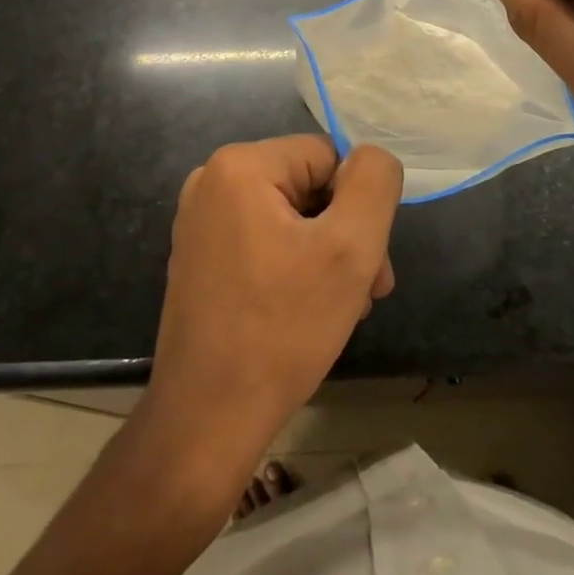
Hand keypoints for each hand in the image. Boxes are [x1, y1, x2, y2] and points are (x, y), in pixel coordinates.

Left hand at [146, 136, 402, 473]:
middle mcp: (211, 181)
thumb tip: (373, 157)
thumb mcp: (350, 247)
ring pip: (291, 218)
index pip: (328, 157)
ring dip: (325, 256)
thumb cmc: (282, 328)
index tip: (369, 263)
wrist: (208, 417)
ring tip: (343, 308)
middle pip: (309, 187)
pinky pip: (264, 241)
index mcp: (240, 165)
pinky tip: (306, 311)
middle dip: (345, 235)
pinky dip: (293, 268)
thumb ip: (374, 183)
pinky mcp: (199, 256)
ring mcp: (200, 221)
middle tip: (366, 291)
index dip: (357, 205)